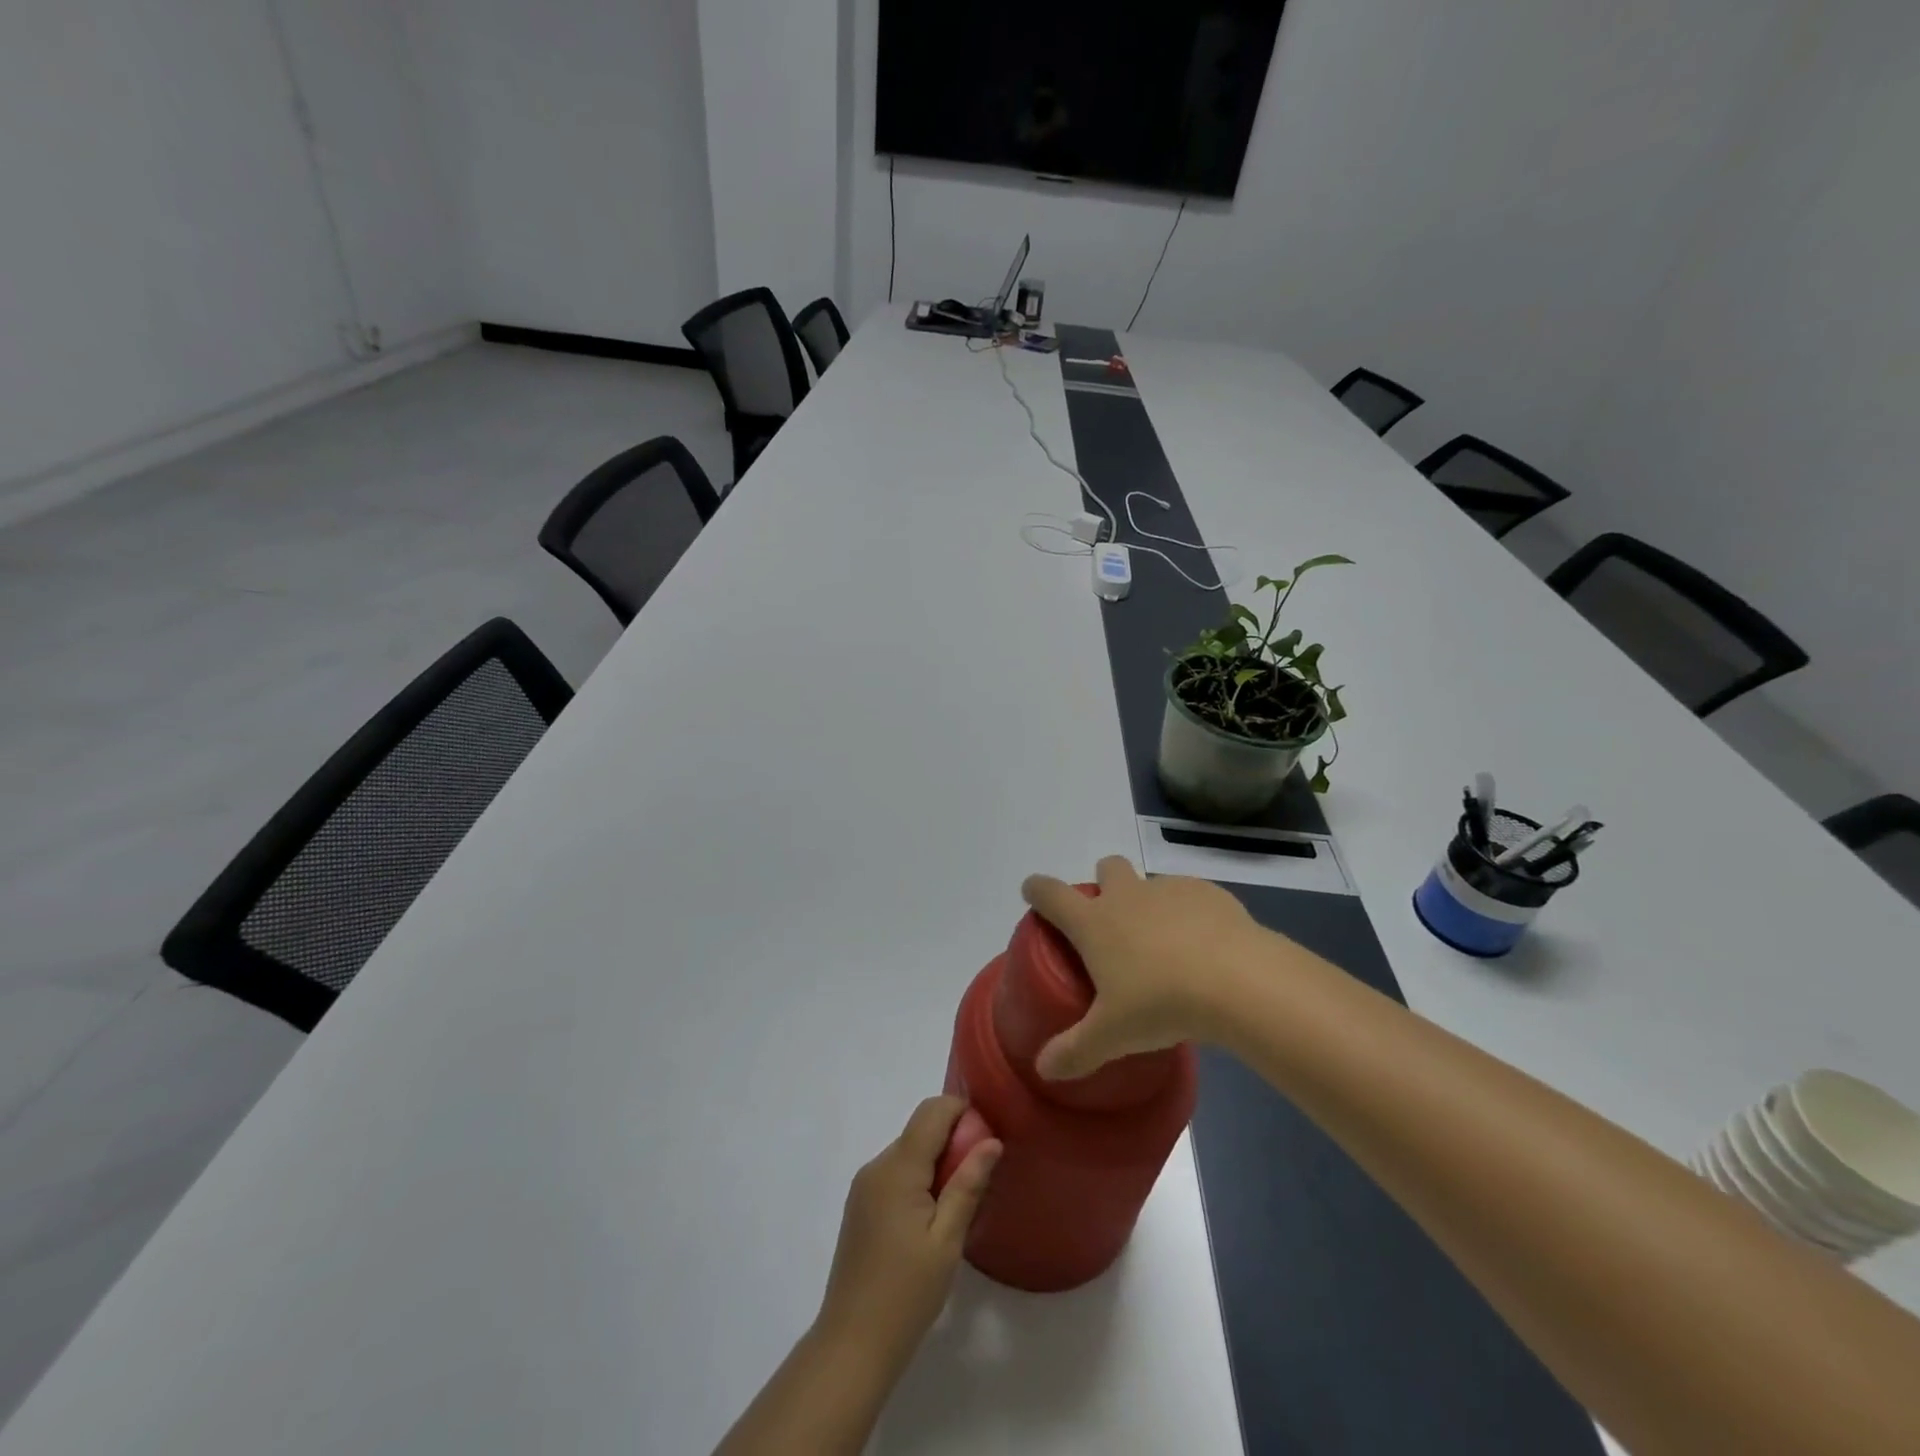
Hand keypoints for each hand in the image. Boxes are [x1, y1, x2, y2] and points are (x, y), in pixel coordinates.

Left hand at [815, 1097, 1001, 1374]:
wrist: (852, 1344)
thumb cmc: (906, 1293)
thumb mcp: (947, 1241)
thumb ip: (968, 1184)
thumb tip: (992, 1141)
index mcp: (897, 1168)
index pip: (932, 1111)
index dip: (962, 1112)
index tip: (988, 1138)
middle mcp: (877, 1165)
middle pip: (920, 1129)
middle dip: (953, 1138)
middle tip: (980, 1176)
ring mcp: (864, 1185)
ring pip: (908, 1150)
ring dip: (936, 1160)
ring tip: (959, 1202)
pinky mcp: (860, 1204)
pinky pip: (895, 1172)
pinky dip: (919, 1177)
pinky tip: (932, 1216)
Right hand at [1021, 855, 1278, 1079]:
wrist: (1239, 980)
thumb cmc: (1161, 1002)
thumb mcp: (1112, 1036)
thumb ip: (1075, 1051)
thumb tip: (1044, 1070)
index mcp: (1094, 921)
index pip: (1051, 894)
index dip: (1037, 889)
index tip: (1033, 893)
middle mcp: (1128, 895)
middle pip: (1107, 867)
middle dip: (1104, 883)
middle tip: (1113, 923)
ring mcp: (1170, 890)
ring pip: (1151, 883)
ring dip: (1150, 903)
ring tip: (1166, 946)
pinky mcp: (1210, 894)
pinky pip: (1192, 896)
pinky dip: (1191, 914)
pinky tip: (1206, 947)